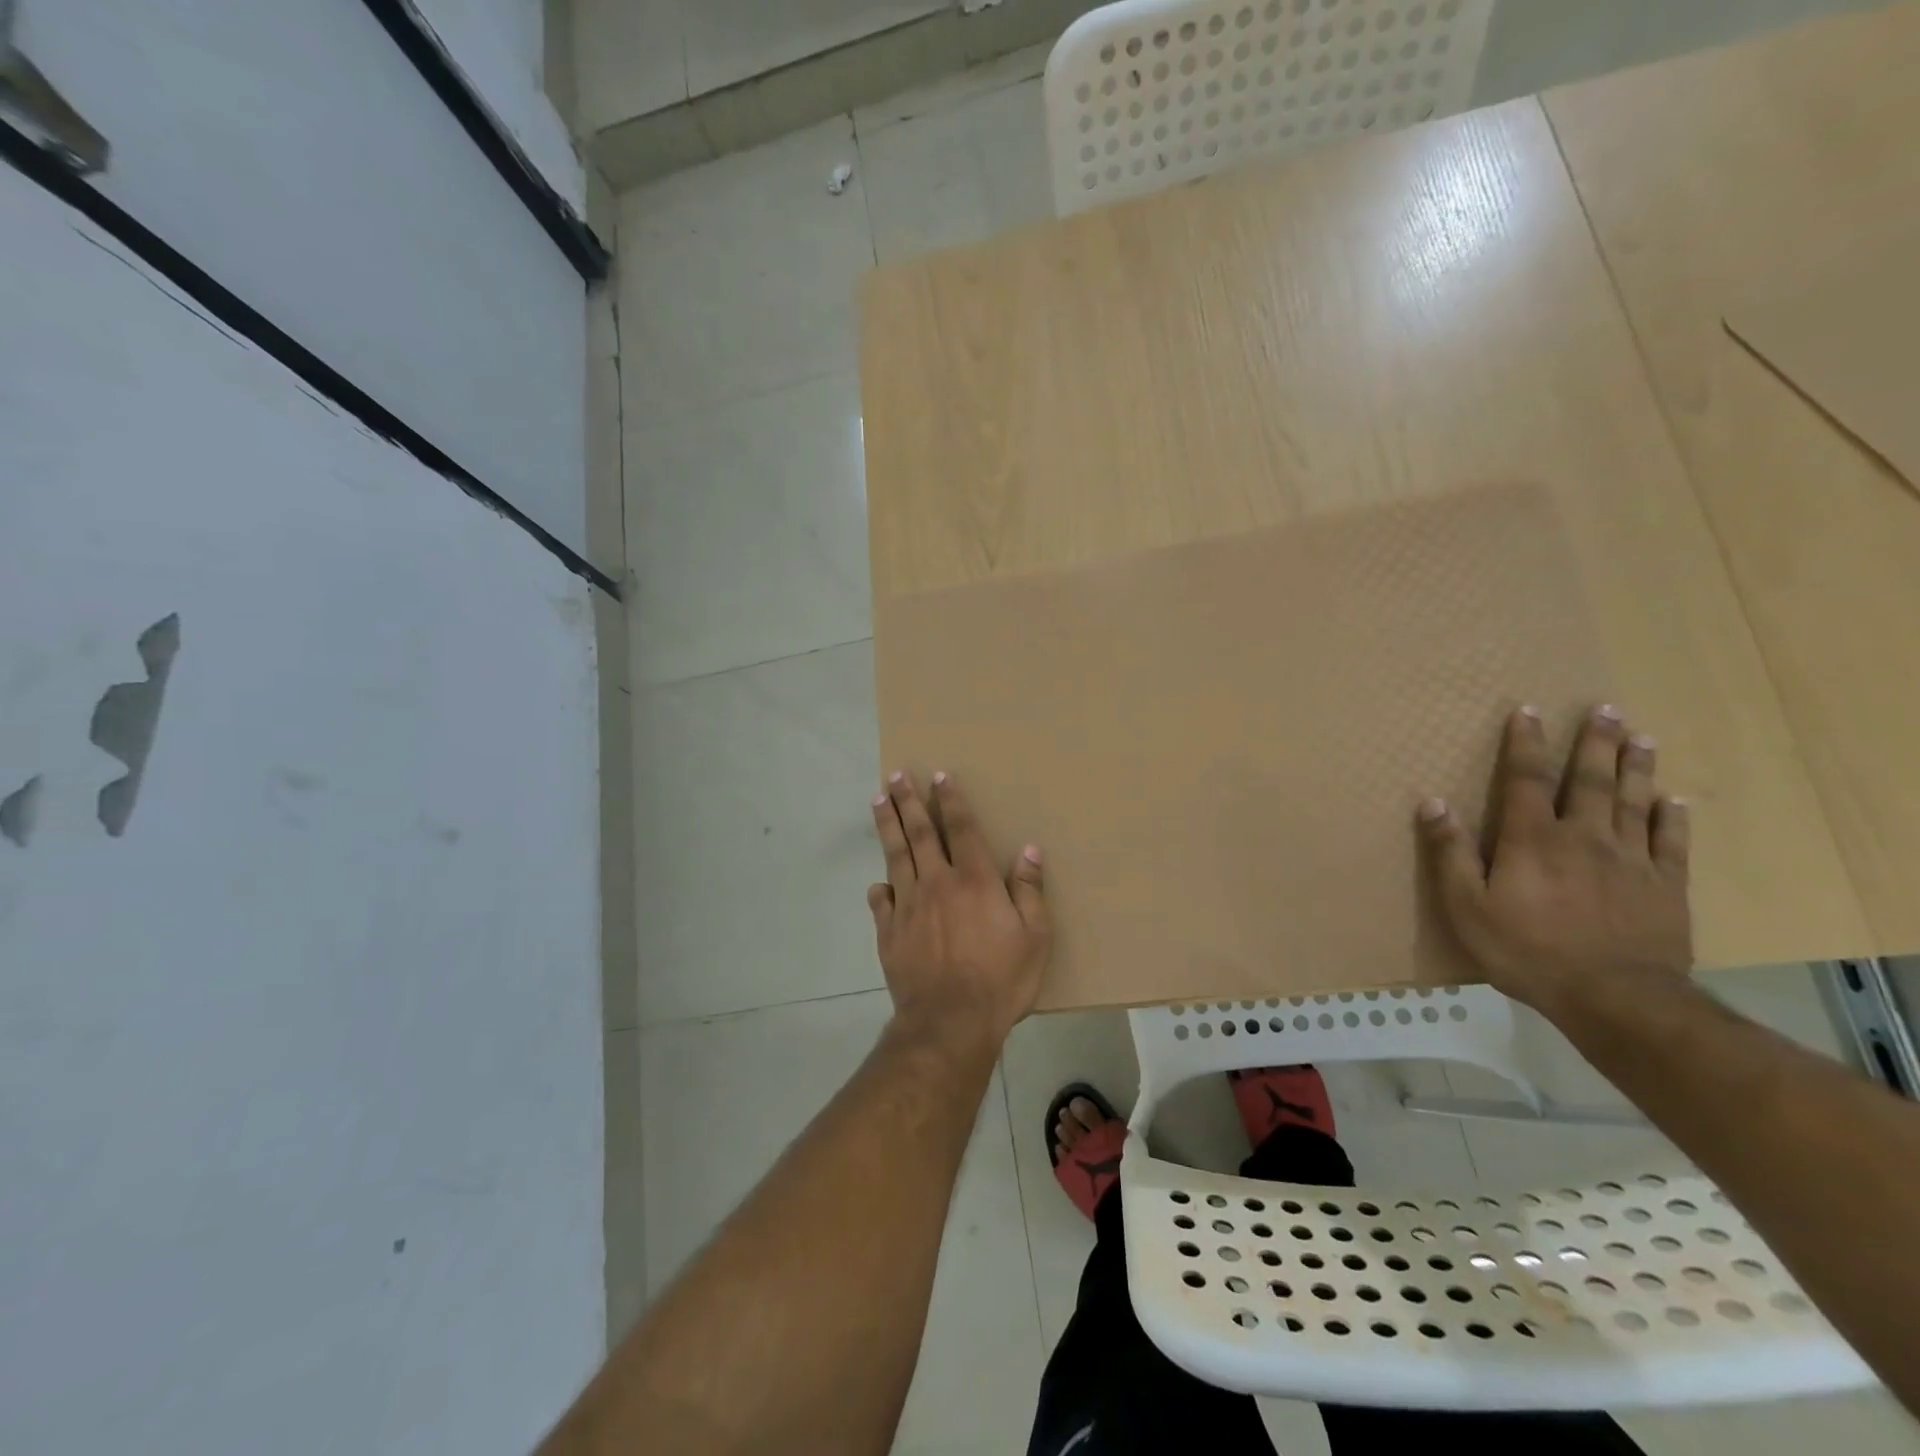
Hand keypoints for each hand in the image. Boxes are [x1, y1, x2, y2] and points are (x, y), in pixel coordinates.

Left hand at [868, 770, 1051, 1048]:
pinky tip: (878, 882)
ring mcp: (909, 906)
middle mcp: (937, 883)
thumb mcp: (1034, 937)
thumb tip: (1029, 849)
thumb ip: (1029, 890)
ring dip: (888, 826)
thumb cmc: (1000, 980)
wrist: (950, 1023)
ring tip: (878, 801)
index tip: (939, 775)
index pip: (961, 828)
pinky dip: (880, 888)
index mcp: (974, 880)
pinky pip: (881, 901)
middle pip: (920, 833)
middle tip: (896, 775)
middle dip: (909, 801)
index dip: (951, 800)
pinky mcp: (889, 932)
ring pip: (896, 856)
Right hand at [1416, 705, 1692, 1012]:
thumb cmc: (1527, 951)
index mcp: (1533, 839)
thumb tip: (1433, 802)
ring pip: (1635, 803)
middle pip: (1591, 781)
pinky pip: (1671, 844)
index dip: (1525, 744)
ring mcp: (1632, 862)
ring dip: (1636, 768)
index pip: (1526, 779)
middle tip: (1607, 709)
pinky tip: (1674, 801)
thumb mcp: (1467, 907)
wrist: (1616, 999)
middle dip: (1596, 743)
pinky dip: (1673, 819)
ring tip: (1642, 738)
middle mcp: (1585, 838)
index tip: (1528, 711)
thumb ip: (1451, 853)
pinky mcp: (1667, 888)